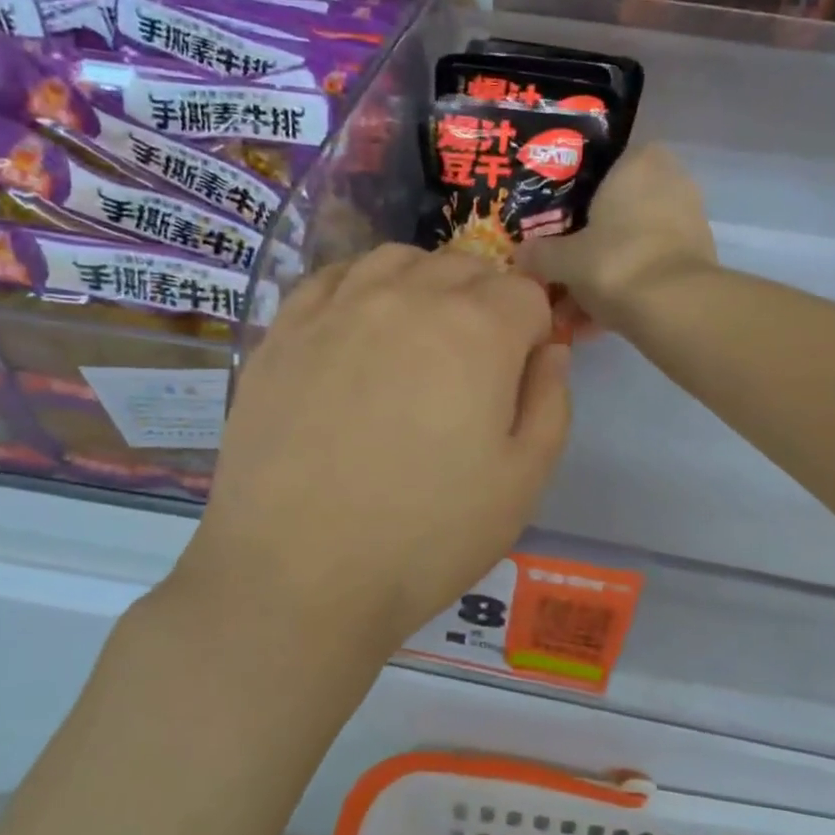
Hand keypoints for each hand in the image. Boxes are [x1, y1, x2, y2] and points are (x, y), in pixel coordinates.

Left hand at [179, 245, 571, 649]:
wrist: (296, 575)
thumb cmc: (426, 536)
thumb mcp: (523, 482)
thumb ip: (551, 402)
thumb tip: (551, 350)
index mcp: (477, 330)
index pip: (525, 292)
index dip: (534, 330)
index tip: (520, 373)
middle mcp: (407, 297)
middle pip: (464, 267)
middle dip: (485, 301)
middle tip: (473, 364)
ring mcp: (337, 308)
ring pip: (397, 259)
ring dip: (424, 283)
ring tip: (418, 336)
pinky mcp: (283, 331)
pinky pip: (332, 278)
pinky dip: (360, 287)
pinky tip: (358, 328)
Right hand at [517, 144, 716, 329]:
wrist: (674, 308)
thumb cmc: (614, 261)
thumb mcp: (562, 259)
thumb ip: (539, 253)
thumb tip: (521, 255)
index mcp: (639, 162)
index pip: (600, 165)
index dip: (572, 194)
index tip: (551, 220)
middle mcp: (670, 181)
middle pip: (615, 210)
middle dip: (585, 243)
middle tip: (556, 267)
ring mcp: (687, 221)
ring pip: (629, 244)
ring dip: (599, 274)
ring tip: (568, 310)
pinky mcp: (694, 259)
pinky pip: (646, 268)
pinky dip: (621, 290)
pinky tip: (591, 324)